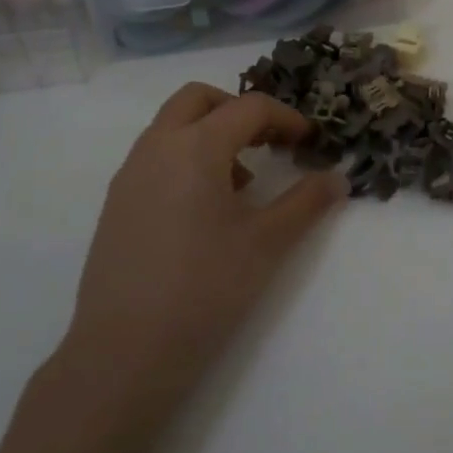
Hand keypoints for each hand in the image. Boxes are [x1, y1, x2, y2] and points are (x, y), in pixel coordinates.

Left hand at [53, 84, 346, 437]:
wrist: (124, 353)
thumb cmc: (205, 288)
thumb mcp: (267, 243)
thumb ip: (306, 203)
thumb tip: (337, 179)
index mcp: (196, 147)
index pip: (248, 108)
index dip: (285, 118)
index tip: (309, 142)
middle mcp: (157, 147)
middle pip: (198, 99)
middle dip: (238, 109)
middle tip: (268, 142)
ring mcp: (129, 175)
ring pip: (171, 126)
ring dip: (209, 133)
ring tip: (240, 183)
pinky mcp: (115, 204)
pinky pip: (154, 156)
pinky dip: (185, 158)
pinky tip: (204, 209)